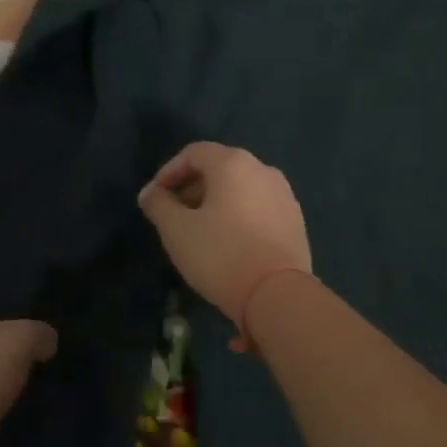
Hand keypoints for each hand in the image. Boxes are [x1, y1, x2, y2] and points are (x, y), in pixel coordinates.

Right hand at [137, 142, 311, 323]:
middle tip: (174, 214)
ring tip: (199, 230)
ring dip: (215, 202)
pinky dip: (238, 214)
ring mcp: (284, 195)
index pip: (194, 153)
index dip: (169, 171)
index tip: (155, 197)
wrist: (278, 294)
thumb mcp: (177, 230)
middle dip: (192, 187)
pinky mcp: (295, 220)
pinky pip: (258, 207)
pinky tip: (228, 242)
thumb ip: (159, 205)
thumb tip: (151, 192)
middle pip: (220, 168)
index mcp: (234, 164)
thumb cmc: (221, 255)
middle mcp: (263, 170)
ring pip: (241, 188)